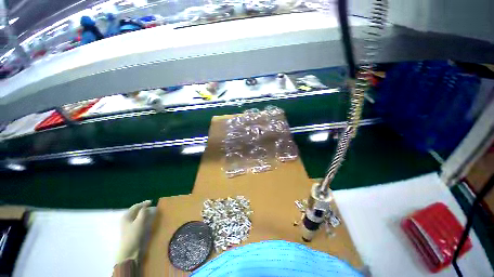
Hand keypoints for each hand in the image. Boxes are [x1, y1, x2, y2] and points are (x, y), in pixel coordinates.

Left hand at [116, 200, 150, 263]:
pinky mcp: (130, 231)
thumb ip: (143, 212)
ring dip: (144, 213)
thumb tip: (146, 206)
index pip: (136, 206)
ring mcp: (127, 225)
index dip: (144, 203)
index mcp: (126, 216)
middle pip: (135, 211)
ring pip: (137, 216)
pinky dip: (143, 218)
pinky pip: (137, 221)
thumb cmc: (134, 235)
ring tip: (151, 212)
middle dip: (144, 208)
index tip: (152, 202)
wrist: (129, 251)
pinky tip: (147, 220)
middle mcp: (125, 219)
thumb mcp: (140, 222)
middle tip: (152, 207)